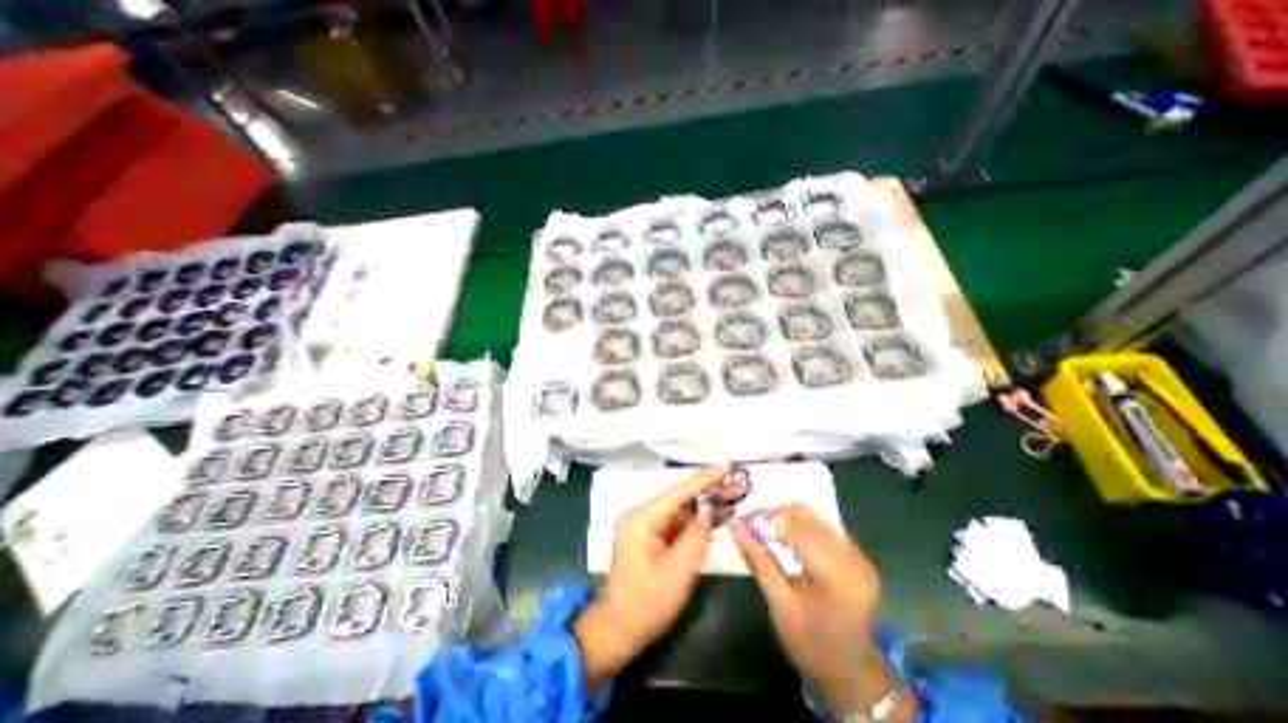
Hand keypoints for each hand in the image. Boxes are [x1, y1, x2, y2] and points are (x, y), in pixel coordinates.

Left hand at [573, 469, 722, 693]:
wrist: (617, 629)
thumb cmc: (647, 603)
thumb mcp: (678, 571)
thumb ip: (696, 536)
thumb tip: (709, 511)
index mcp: (643, 518)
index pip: (678, 491)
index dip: (704, 478)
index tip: (726, 467)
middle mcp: (641, 515)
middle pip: (679, 497)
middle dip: (707, 490)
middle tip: (734, 484)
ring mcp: (643, 526)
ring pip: (678, 509)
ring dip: (702, 505)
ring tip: (728, 496)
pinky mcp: (648, 537)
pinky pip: (674, 523)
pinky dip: (693, 520)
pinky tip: (711, 516)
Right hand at [733, 506, 916, 719]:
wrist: (853, 673)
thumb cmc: (812, 644)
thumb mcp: (780, 606)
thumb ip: (758, 561)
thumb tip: (735, 526)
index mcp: (836, 574)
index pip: (794, 528)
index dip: (764, 519)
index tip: (739, 520)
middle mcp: (851, 557)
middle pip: (805, 515)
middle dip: (773, 515)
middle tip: (748, 523)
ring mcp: (857, 554)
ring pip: (813, 516)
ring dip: (785, 517)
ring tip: (762, 527)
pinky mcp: (856, 555)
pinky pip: (822, 526)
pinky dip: (799, 524)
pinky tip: (783, 534)